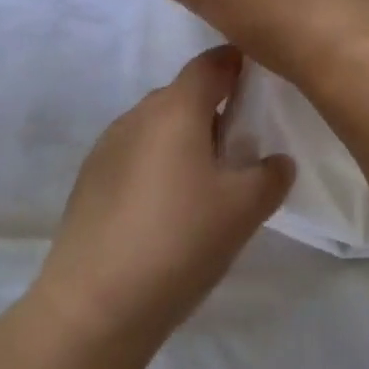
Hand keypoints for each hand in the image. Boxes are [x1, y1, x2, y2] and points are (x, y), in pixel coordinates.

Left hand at [34, 47, 293, 357]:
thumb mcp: (243, 211)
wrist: (94, 304)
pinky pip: (136, 154)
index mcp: (176, 108)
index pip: (212, 63)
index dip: (238, 65)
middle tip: (242, 149)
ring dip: (185, 141)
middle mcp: (138, 114)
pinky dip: (158, 165)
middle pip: (184, 95)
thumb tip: (277, 160)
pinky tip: (167, 210)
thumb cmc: (179, 242)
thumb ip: (270, 176)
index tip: (260, 85)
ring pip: (158, 126)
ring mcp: (108, 145)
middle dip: (215, 111)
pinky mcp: (91, 178)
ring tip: (206, 186)